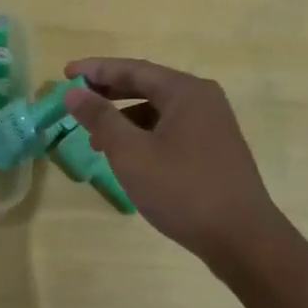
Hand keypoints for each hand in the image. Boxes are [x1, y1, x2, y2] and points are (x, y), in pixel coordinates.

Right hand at [63, 57, 281, 263]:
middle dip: (109, 92)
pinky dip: (144, 135)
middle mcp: (203, 100)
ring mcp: (212, 126)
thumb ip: (101, 118)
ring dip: (125, 118)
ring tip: (95, 138)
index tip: (65, 73)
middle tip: (76, 99)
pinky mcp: (214, 151)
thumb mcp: (131, 153)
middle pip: (148, 86)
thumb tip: (74, 91)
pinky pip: (171, 130)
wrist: (242, 238)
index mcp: (186, 92)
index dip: (96, 70)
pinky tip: (128, 158)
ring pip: (158, 111)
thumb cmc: (182, 190)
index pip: (133, 69)